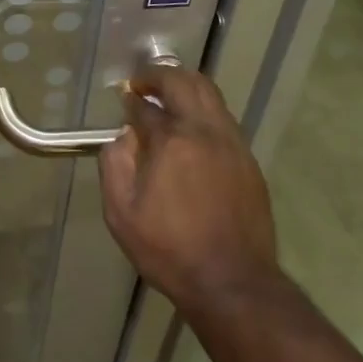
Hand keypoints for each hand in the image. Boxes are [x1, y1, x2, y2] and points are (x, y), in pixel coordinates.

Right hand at [100, 66, 280, 314]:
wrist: (233, 284)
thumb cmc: (170, 250)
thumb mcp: (122, 214)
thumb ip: (114, 164)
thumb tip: (123, 135)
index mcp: (171, 141)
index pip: (146, 106)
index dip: (131, 99)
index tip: (125, 99)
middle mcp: (203, 131)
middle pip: (183, 82)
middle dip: (158, 76)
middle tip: (143, 84)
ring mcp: (231, 143)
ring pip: (209, 93)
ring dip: (185, 86)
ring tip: (169, 97)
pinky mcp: (248, 160)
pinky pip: (224, 118)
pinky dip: (204, 109)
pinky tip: (193, 129)